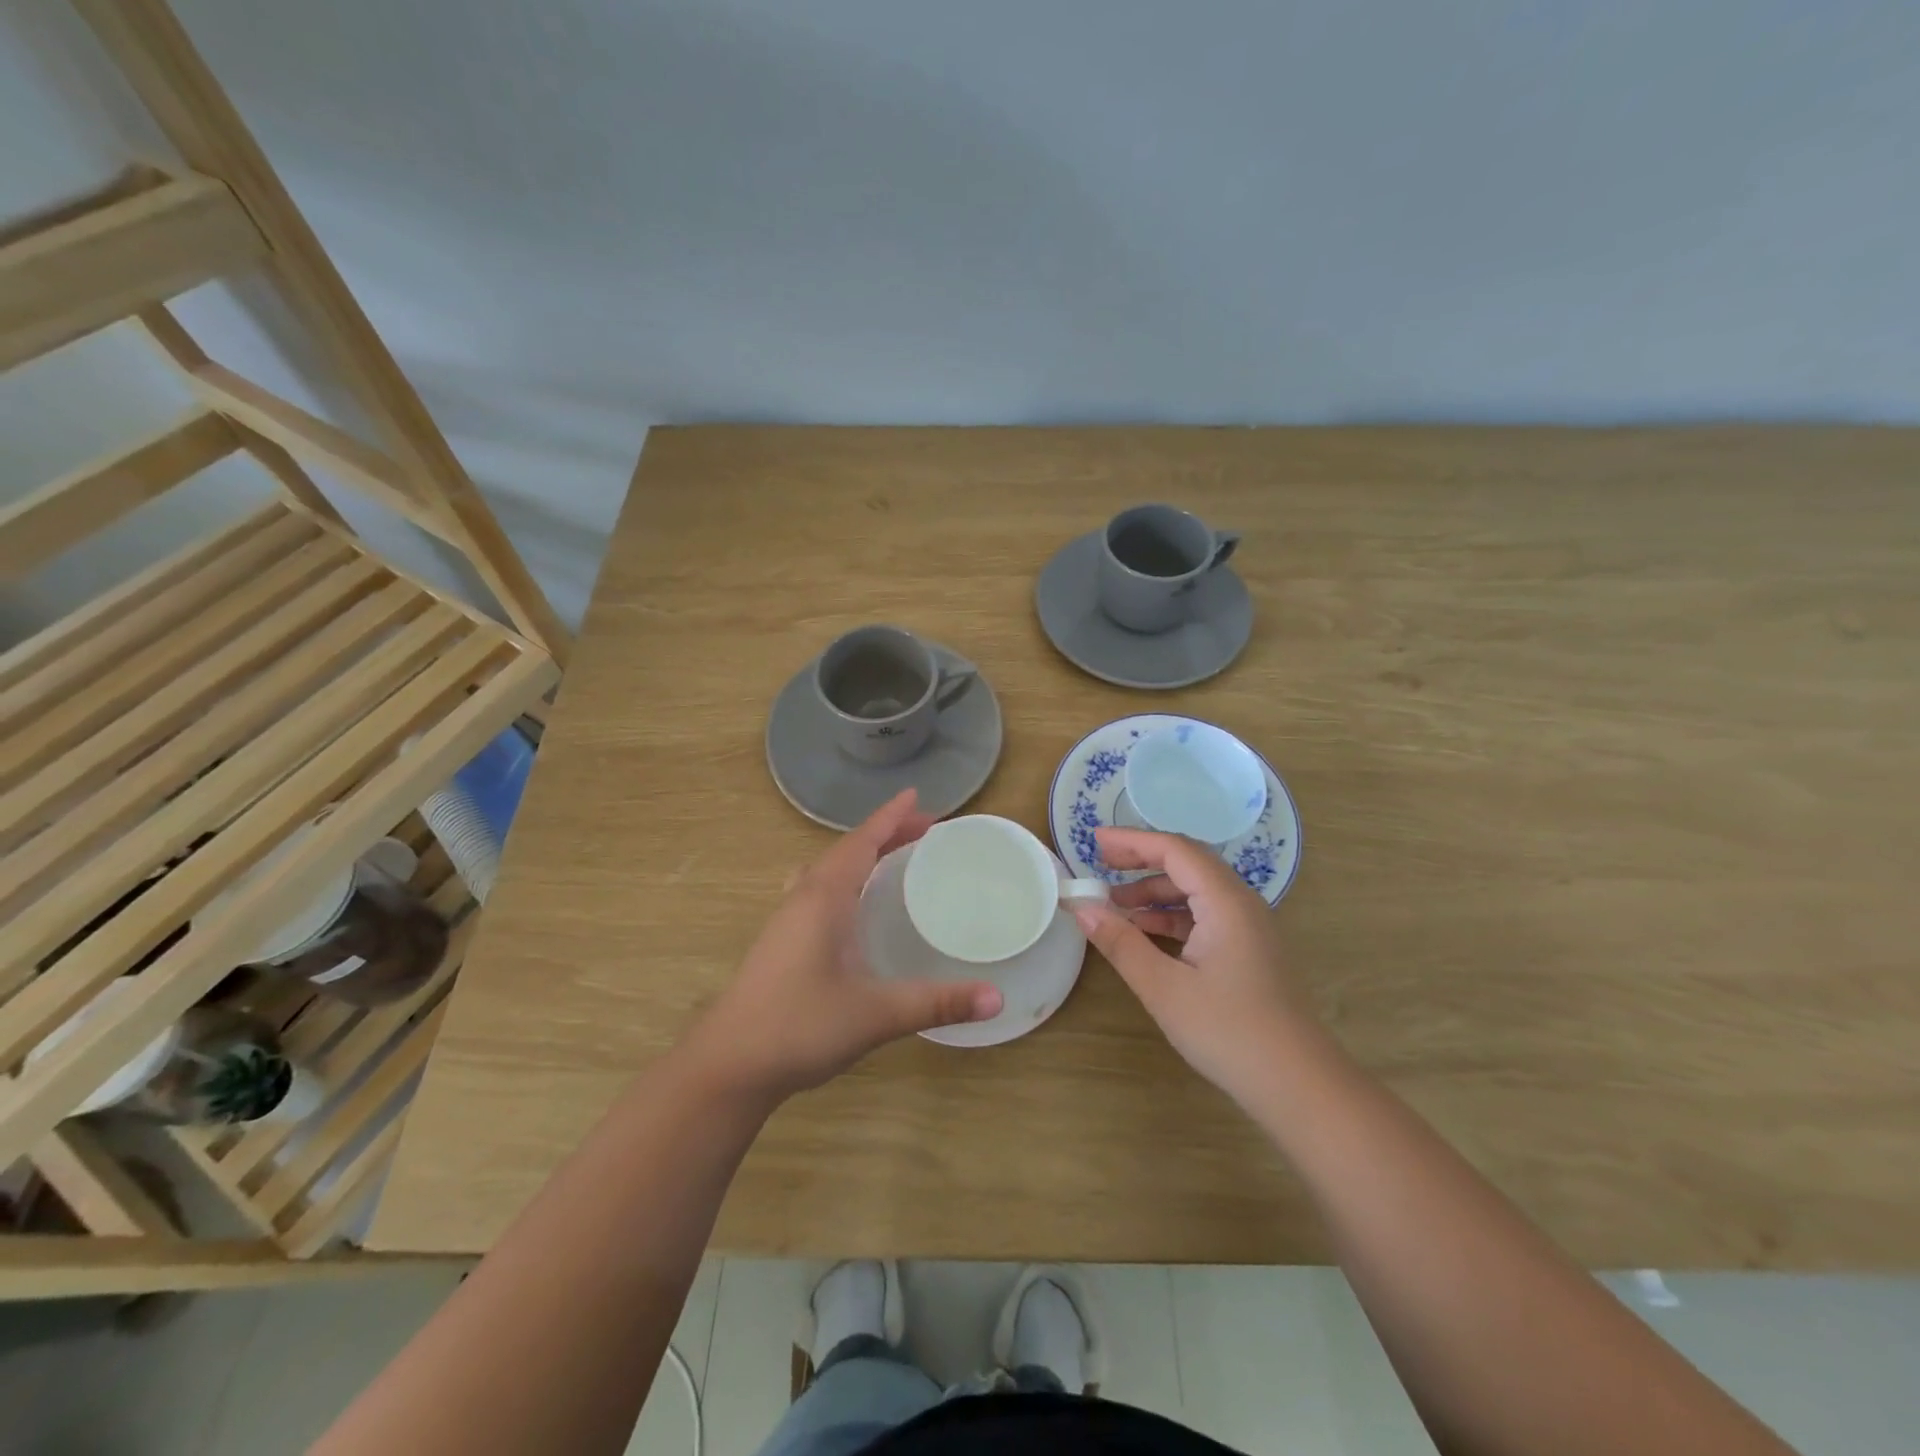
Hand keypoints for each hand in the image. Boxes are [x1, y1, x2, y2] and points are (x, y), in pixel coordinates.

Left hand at [686, 790, 1002, 1101]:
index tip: (918, 796)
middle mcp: (803, 898)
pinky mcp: (781, 942)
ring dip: (862, 856)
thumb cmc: (799, 1027)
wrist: (728, 1066)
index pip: (861, 841)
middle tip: (926, 832)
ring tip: (894, 858)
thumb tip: (997, 998)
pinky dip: (846, 880)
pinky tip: (854, 907)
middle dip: (885, 834)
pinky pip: (818, 891)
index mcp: (824, 898)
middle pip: (847, 850)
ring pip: (828, 870)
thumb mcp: (875, 1014)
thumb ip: (937, 1003)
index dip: (890, 817)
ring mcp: (787, 920)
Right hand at [1072, 827, 1315, 1106]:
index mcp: (1226, 902)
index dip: (1132, 841)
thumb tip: (1081, 908)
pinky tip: (1145, 934)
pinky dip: (1172, 916)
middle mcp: (1242, 904)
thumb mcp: (1164, 988)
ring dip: (1155, 892)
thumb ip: (1121, 943)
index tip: (1094, 840)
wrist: (1299, 1086)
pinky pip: (1206, 916)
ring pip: (1197, 891)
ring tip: (1115, 905)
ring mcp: (1249, 929)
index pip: (1175, 850)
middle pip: (1188, 864)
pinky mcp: (1250, 952)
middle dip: (1142, 860)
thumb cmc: (1229, 1031)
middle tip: (1100, 864)